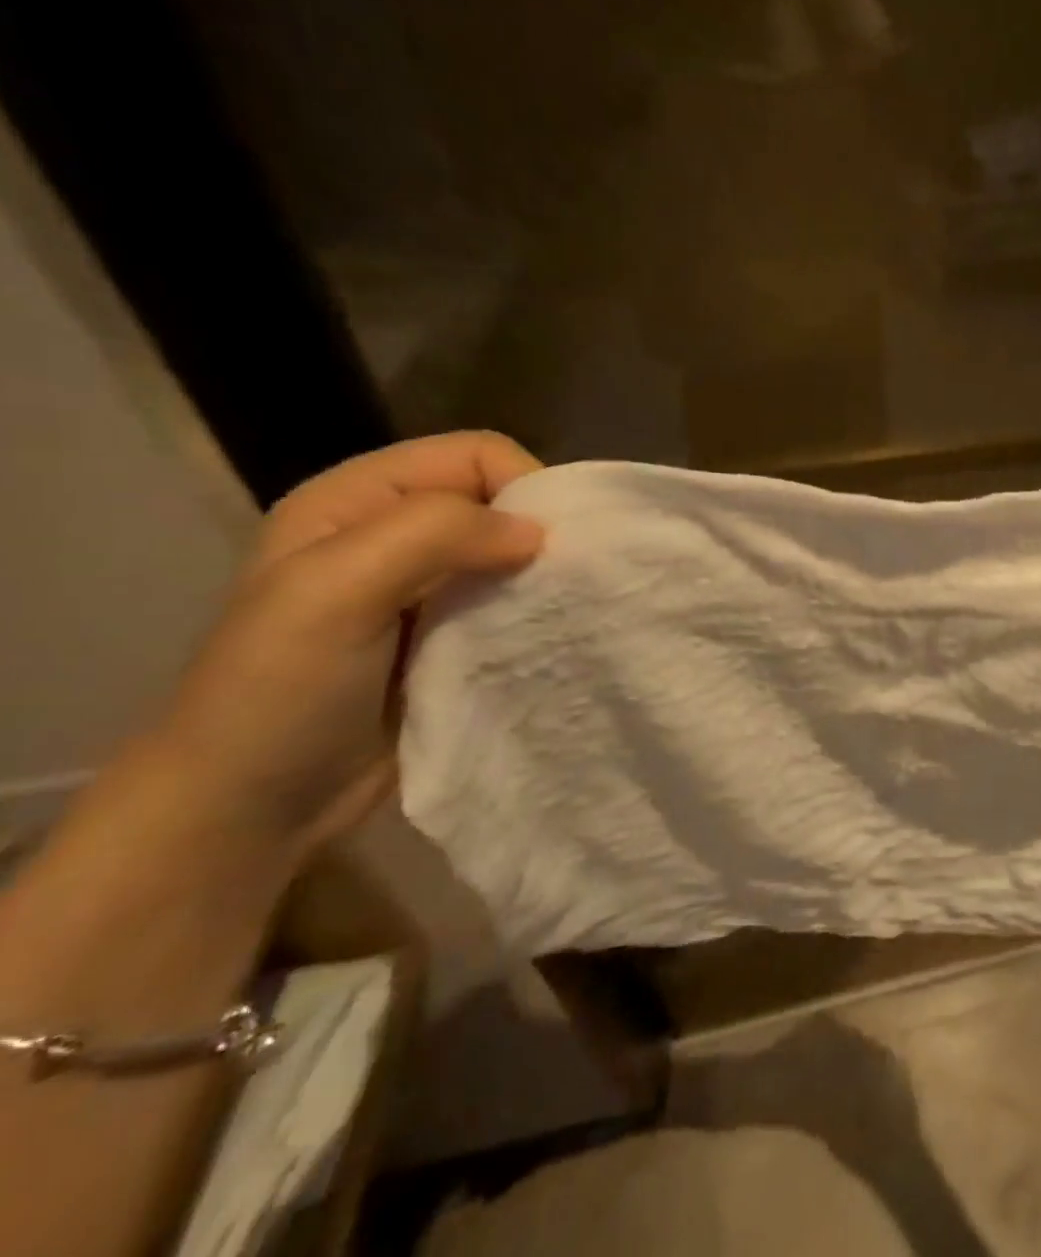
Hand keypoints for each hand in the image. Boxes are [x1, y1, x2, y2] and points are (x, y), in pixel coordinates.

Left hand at [124, 433, 544, 860]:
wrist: (250, 809)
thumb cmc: (281, 691)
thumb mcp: (337, 591)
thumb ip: (435, 535)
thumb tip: (539, 534)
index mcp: (359, 500)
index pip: (475, 455)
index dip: (522, 486)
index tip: (548, 547)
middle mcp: (395, 534)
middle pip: (499, 502)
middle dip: (541, 533)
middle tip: (566, 582)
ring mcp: (423, 590)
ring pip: (512, 555)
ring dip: (542, 578)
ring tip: (562, 613)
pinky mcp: (449, 638)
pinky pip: (510, 604)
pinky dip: (535, 614)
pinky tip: (545, 638)